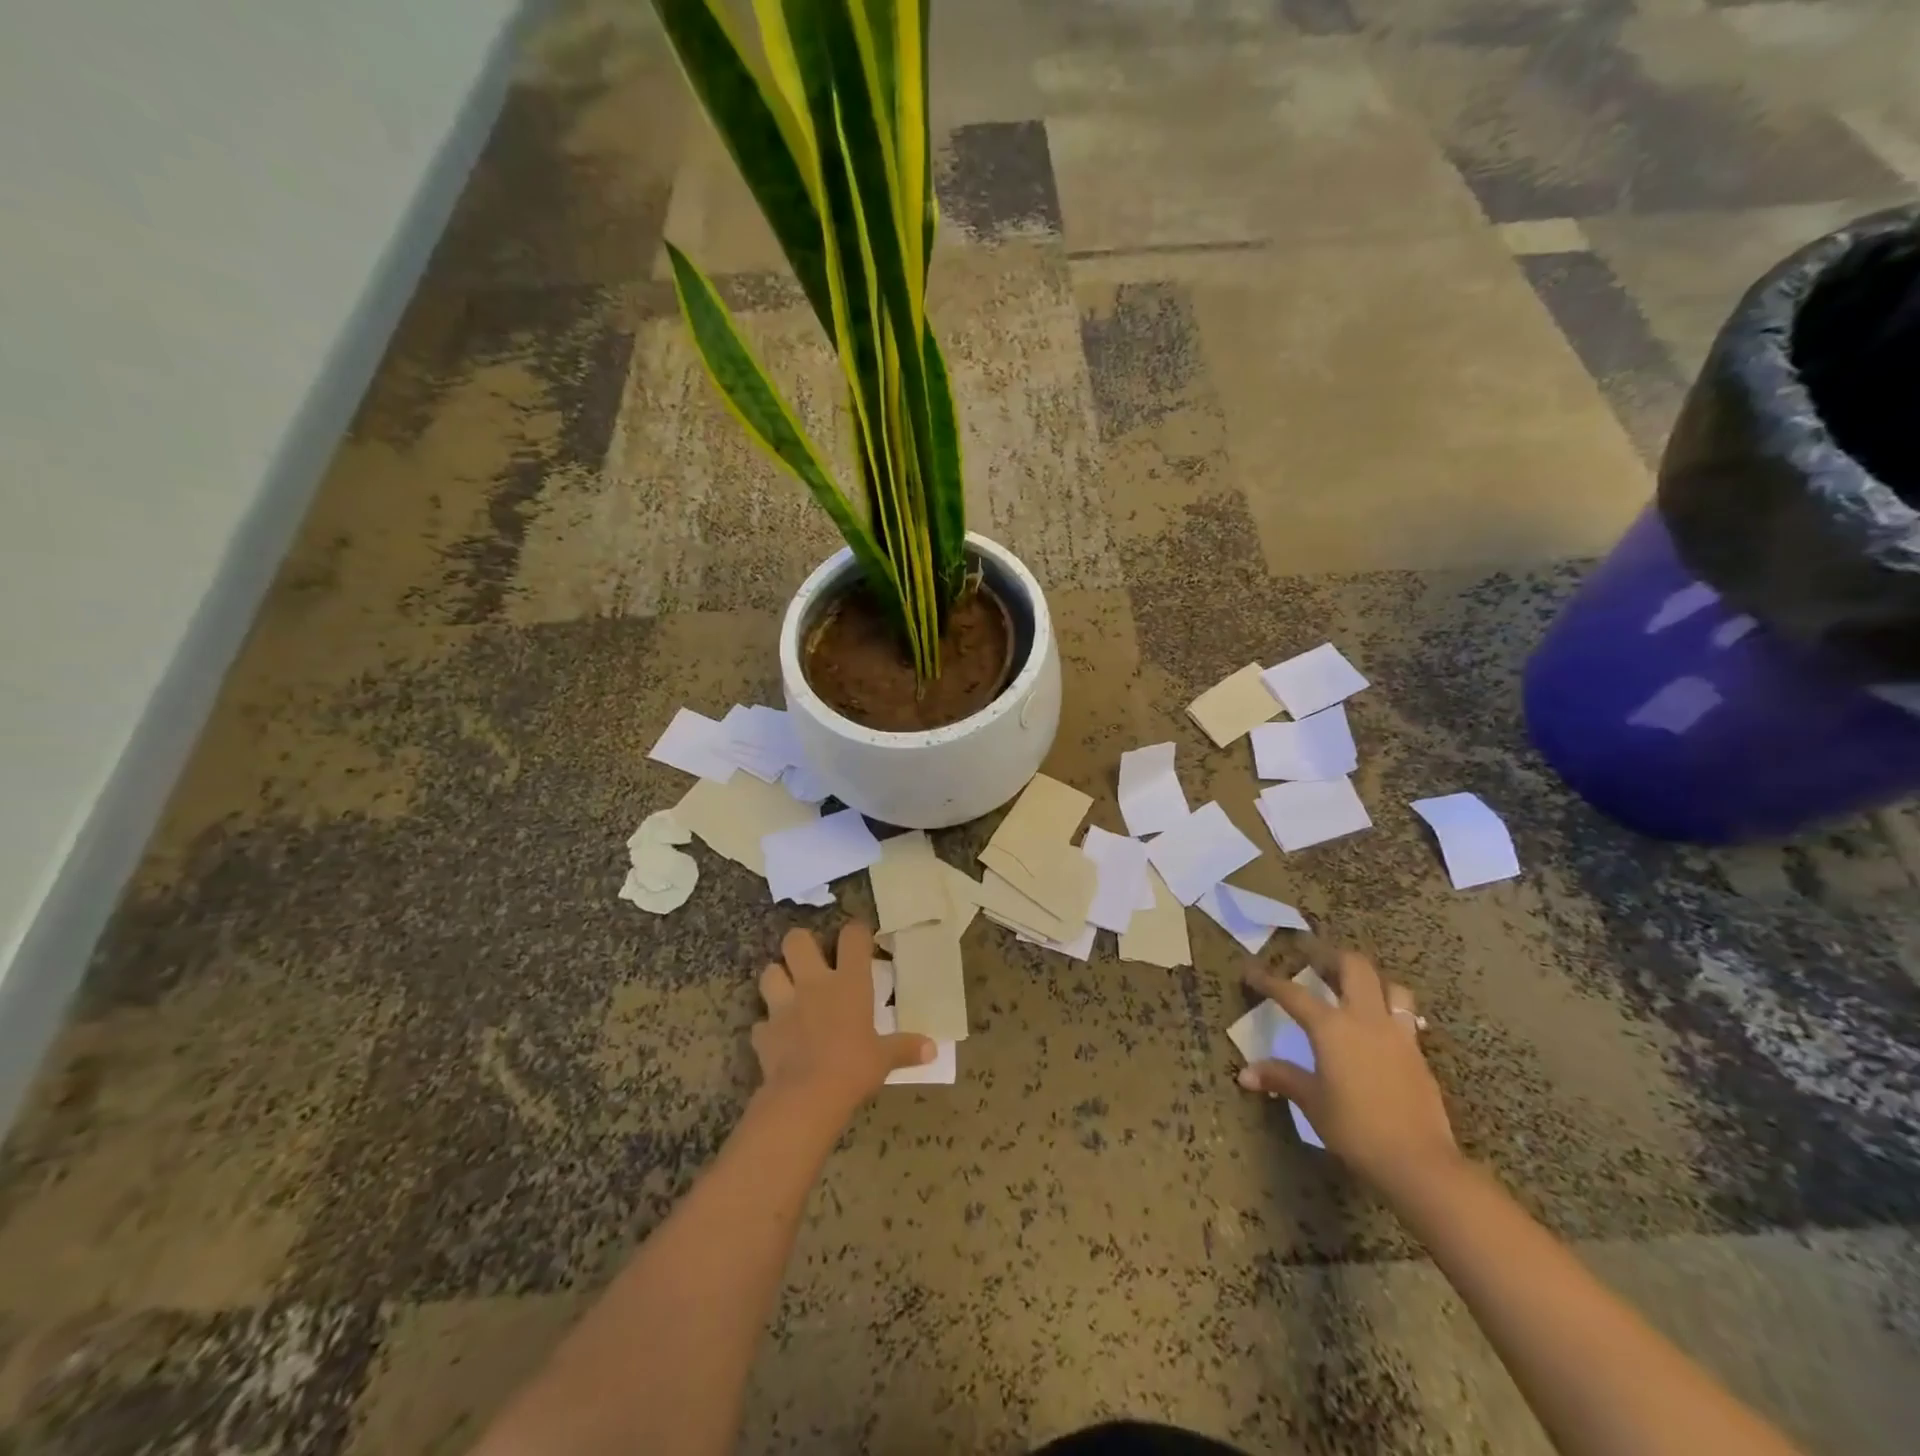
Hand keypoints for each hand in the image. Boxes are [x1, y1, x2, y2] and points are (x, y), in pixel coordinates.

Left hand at [752, 922, 934, 1118]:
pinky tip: (777, 1037)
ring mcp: (783, 1006)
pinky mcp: (763, 1032)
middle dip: (802, 944)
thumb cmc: (853, 1068)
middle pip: (797, 940)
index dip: (856, 932)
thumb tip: (932, 1049)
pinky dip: (768, 1028)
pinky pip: (761, 1023)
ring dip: (777, 979)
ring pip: (769, 972)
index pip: (852, 937)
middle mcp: (813, 984)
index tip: (861, 938)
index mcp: (848, 983)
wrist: (806, 1097)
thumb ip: (905, 1048)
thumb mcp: (884, 1059)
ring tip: (788, 991)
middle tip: (812, 960)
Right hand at [1239, 944, 1459, 1199]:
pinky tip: (1379, 1028)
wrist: (1419, 1162)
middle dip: (1331, 957)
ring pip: (1390, 986)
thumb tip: (1245, 1073)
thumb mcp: (1312, 1102)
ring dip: (1371, 980)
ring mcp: (1397, 1034)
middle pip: (1354, 967)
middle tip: (1313, 958)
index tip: (1251, 971)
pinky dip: (1390, 1011)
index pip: (1293, 993)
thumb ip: (1281, 1079)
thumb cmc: (1355, 1128)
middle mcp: (1365, 1019)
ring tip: (1354, 987)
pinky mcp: (1418, 1054)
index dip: (1268, 980)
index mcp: (1331, 1027)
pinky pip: (1405, 1017)